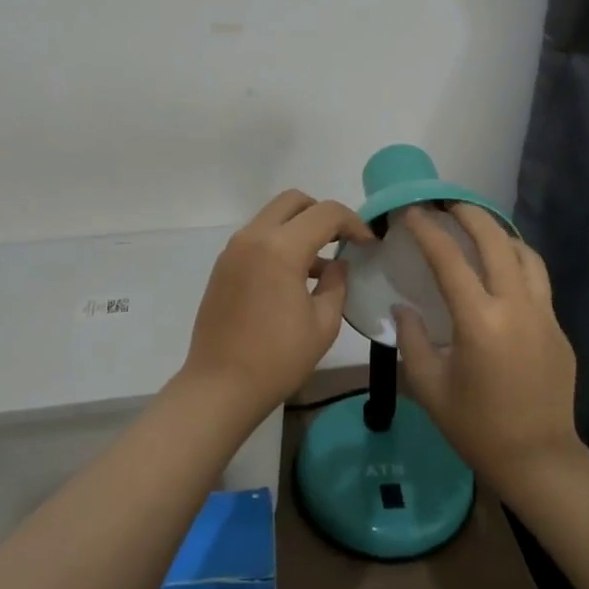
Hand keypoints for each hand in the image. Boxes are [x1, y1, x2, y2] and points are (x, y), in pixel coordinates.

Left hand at [182, 190, 373, 416]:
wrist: (220, 386)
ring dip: (299, 228)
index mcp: (281, 248)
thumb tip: (337, 264)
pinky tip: (293, 278)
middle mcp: (253, 237)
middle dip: (322, 213)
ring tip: (320, 265)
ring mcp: (233, 249)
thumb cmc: (277, 358)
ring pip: (272, 217)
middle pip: (294, 201)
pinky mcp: (223, 265)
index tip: (368, 243)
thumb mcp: (323, 323)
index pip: (325, 213)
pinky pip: (257, 237)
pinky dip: (279, 242)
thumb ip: (336, 284)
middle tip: (341, 240)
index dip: (353, 222)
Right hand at [394, 205, 581, 496]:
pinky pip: (538, 282)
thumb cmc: (476, 427)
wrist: (539, 461)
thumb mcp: (429, 386)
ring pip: (527, 255)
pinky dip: (518, 264)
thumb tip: (404, 309)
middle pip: (496, 241)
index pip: (449, 259)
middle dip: (471, 214)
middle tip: (449, 205)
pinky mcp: (559, 329)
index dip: (428, 230)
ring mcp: (544, 316)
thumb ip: (412, 340)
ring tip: (480, 232)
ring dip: (501, 235)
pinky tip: (502, 275)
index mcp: (479, 321)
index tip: (413, 212)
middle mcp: (516, 307)